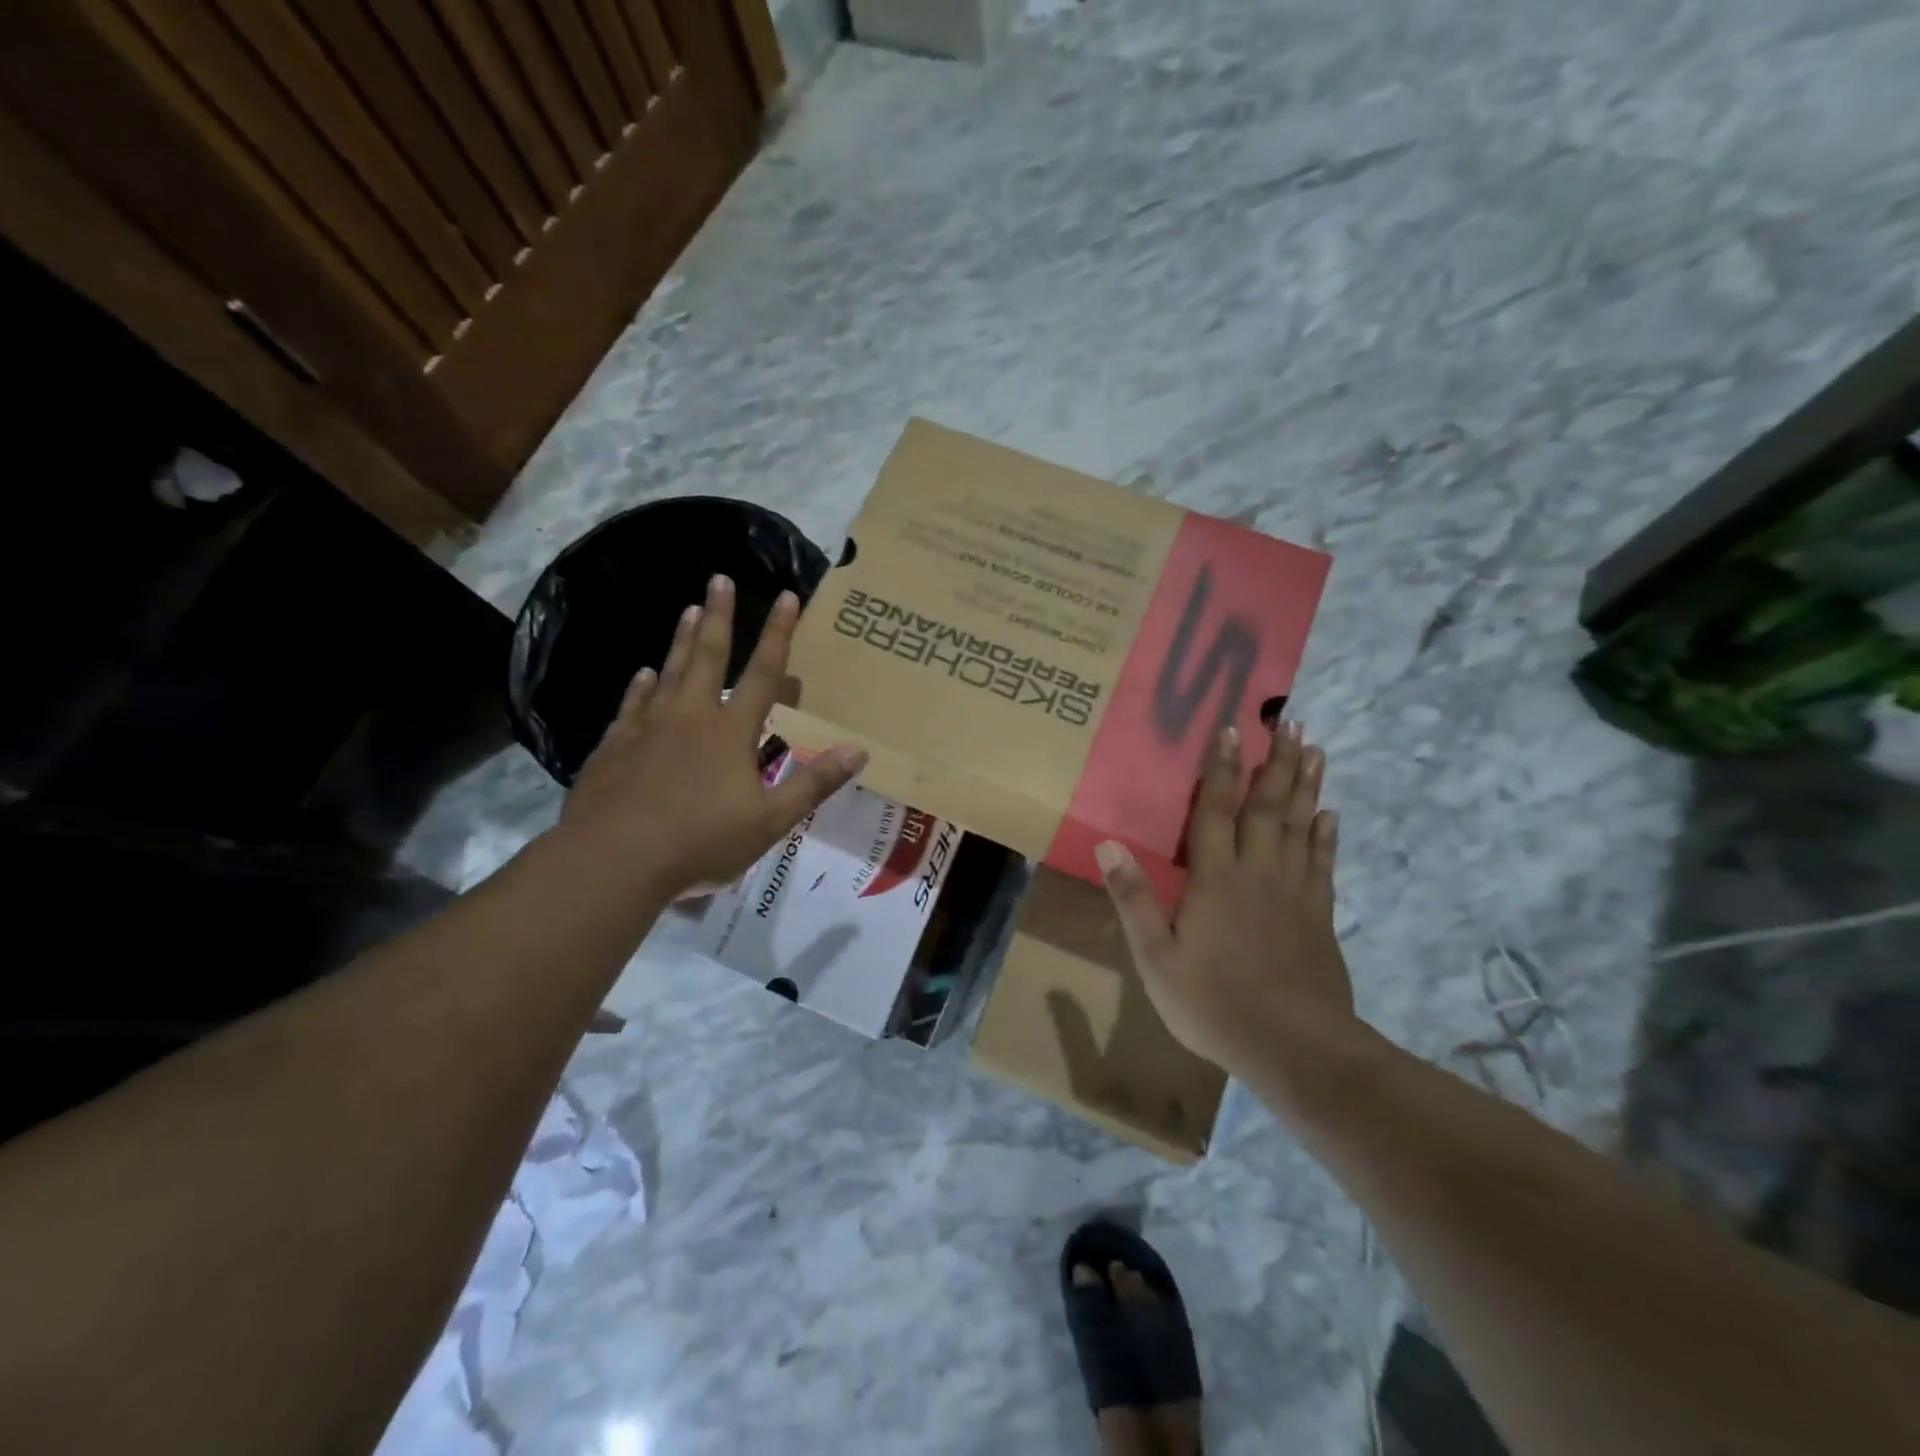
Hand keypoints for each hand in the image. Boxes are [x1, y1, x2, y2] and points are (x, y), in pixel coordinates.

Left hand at [557, 574, 867, 901]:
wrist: (614, 861)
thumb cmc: (700, 841)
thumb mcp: (770, 821)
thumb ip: (814, 783)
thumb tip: (859, 750)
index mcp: (731, 731)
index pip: (764, 673)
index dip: (779, 634)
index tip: (788, 596)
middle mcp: (690, 716)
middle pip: (709, 656)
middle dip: (720, 616)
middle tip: (719, 579)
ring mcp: (648, 728)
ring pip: (669, 671)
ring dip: (682, 640)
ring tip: (689, 610)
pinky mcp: (615, 746)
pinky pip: (632, 705)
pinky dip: (640, 686)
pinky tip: (642, 674)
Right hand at [1094, 721, 1358, 1083]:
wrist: (1293, 1048)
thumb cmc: (1213, 1002)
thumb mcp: (1155, 956)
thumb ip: (1133, 898)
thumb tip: (1108, 844)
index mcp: (1215, 879)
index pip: (1215, 811)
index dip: (1221, 769)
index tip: (1229, 730)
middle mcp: (1258, 872)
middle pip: (1268, 807)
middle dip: (1275, 762)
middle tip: (1289, 721)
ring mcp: (1294, 892)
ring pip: (1301, 826)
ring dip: (1306, 786)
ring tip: (1315, 749)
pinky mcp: (1319, 915)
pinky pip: (1323, 863)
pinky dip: (1327, 835)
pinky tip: (1331, 814)